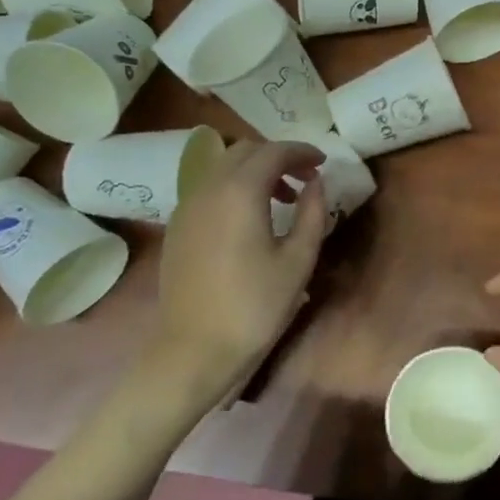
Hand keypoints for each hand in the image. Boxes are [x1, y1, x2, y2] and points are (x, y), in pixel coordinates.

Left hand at [147, 140, 325, 392]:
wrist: (196, 348)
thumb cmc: (256, 305)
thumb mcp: (298, 260)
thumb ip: (312, 213)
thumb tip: (316, 183)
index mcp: (239, 192)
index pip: (273, 152)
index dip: (301, 151)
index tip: (322, 162)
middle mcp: (208, 188)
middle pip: (244, 151)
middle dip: (277, 156)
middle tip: (305, 178)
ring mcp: (187, 206)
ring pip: (222, 166)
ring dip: (255, 170)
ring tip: (282, 199)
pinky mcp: (177, 226)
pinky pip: (208, 187)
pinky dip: (233, 186)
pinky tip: (250, 217)